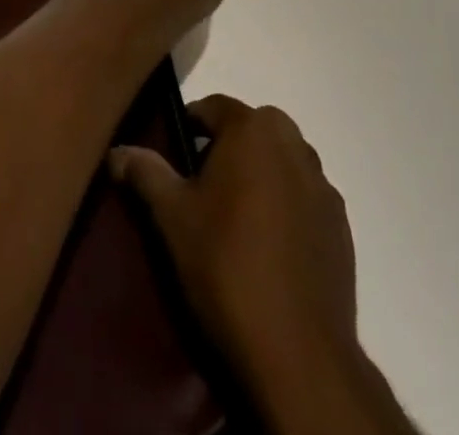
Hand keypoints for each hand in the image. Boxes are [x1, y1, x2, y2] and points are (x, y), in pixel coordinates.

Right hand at [109, 96, 358, 397]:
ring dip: (260, 174)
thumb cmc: (226, 266)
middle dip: (228, 147)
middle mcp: (294, 144)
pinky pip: (304, 197)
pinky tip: (268, 246)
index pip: (214, 107)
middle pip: (253, 129)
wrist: (297, 351)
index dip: (189, 125)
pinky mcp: (341, 225)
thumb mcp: (172, 217)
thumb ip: (145, 172)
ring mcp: (322, 185)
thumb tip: (117, 150)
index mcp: (254, 129)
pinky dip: (286, 206)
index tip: (173, 155)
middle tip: (201, 186)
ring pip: (282, 161)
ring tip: (235, 216)